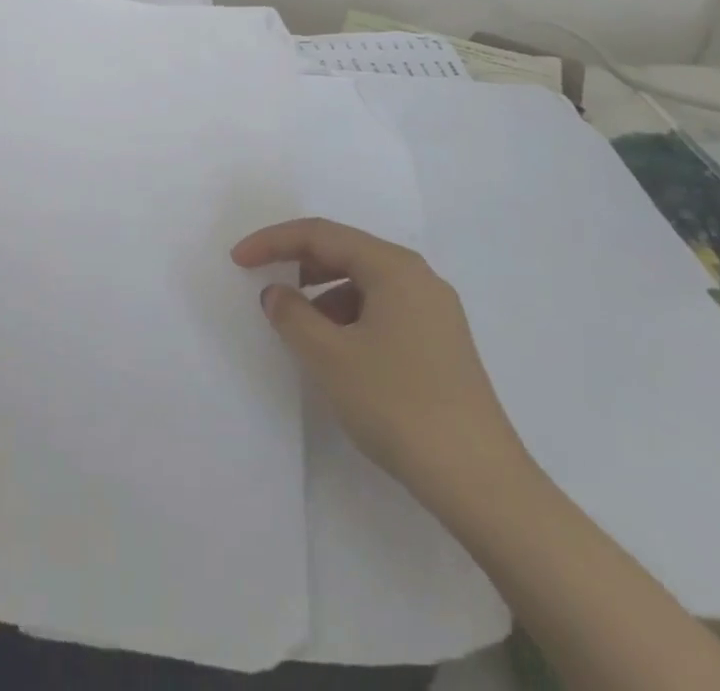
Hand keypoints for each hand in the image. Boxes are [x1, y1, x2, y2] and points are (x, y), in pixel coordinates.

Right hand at [231, 218, 533, 513]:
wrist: (482, 484)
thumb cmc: (399, 405)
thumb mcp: (329, 356)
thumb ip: (292, 314)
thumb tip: (277, 293)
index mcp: (394, 267)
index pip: (321, 235)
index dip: (273, 241)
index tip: (237, 260)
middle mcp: (418, 277)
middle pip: (345, 251)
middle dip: (299, 262)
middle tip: (265, 284)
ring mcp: (436, 311)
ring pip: (364, 282)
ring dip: (324, 293)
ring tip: (301, 327)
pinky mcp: (442, 344)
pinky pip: (383, 309)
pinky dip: (350, 317)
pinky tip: (339, 352)